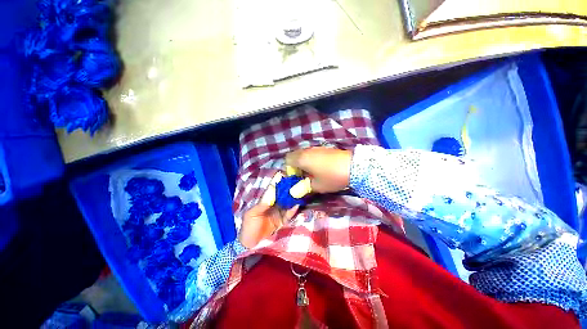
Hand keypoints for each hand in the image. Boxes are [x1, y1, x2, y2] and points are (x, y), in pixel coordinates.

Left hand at [239, 173, 299, 247]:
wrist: (252, 247)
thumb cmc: (248, 229)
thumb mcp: (251, 214)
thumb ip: (262, 202)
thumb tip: (272, 188)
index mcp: (264, 202)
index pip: (273, 191)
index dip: (278, 184)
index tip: (285, 176)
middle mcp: (273, 205)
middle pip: (282, 196)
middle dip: (288, 190)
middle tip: (295, 182)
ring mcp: (280, 213)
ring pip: (288, 203)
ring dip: (292, 198)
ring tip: (299, 191)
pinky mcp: (284, 221)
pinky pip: (290, 214)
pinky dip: (294, 209)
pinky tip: (298, 203)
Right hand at [285, 147, 351, 193]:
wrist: (353, 166)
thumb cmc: (332, 177)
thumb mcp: (317, 186)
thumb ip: (304, 187)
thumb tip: (296, 191)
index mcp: (302, 158)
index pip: (287, 160)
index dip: (289, 169)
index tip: (296, 178)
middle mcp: (307, 151)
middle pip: (295, 156)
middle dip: (296, 166)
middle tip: (303, 176)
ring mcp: (316, 148)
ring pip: (304, 154)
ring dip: (304, 163)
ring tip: (312, 173)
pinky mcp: (325, 149)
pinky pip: (312, 153)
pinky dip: (312, 160)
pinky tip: (320, 168)